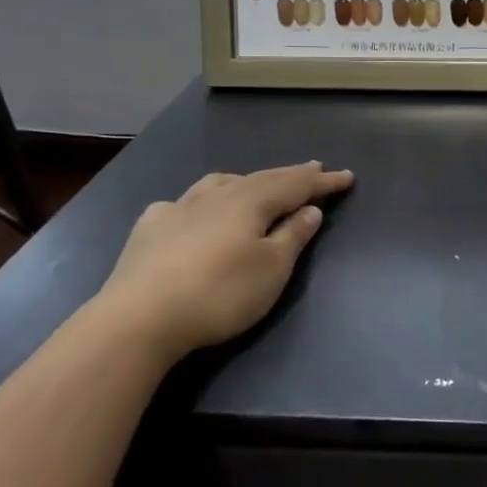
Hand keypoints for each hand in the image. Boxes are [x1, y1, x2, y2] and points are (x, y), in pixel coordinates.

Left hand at [99, 161, 354, 361]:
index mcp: (251, 202)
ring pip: (220, 183)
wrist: (139, 318)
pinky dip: (201, 202)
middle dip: (291, 175)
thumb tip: (310, 209)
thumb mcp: (272, 269)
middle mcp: (216, 195)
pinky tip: (193, 212)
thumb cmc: (220, 293)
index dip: (324, 182)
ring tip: (257, 184)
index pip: (296, 185)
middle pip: (262, 178)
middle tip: (314, 168)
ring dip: (247, 181)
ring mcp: (178, 208)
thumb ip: (293, 236)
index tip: (348, 176)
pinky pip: (183, 203)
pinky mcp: (149, 229)